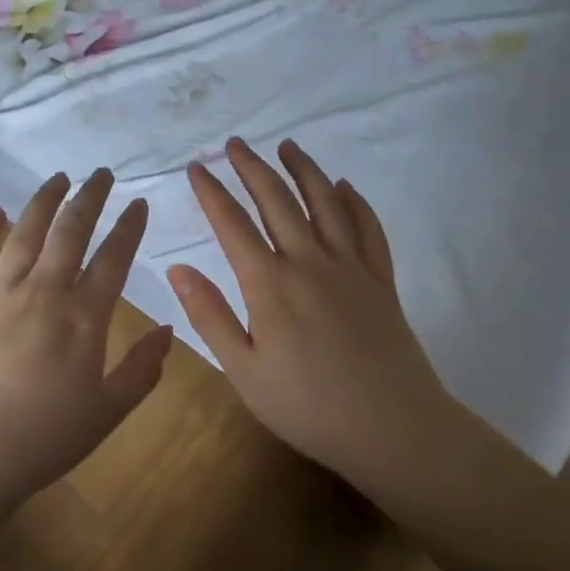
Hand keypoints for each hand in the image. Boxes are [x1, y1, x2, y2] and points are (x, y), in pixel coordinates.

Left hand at [0, 170, 172, 523]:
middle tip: (100, 174)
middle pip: (69, 232)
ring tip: (58, 178)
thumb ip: (142, 370)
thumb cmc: (40, 443)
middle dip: (89, 197)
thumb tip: (168, 330)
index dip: (129, 228)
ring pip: (24, 233)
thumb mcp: (106, 414)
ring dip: (43, 201)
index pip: (113, 259)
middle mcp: (42, 294)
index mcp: (82, 320)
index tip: (139, 203)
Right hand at [165, 137, 455, 493]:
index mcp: (269, 284)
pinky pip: (367, 228)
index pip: (232, 224)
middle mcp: (309, 262)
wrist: (392, 427)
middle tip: (235, 143)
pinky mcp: (380, 280)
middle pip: (277, 201)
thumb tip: (177, 269)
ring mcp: (350, 267)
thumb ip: (210, 316)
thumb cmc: (307, 406)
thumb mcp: (243, 370)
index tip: (196, 167)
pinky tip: (345, 187)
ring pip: (325, 203)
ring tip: (288, 146)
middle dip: (253, 168)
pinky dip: (355, 202)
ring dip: (304, 170)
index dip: (211, 192)